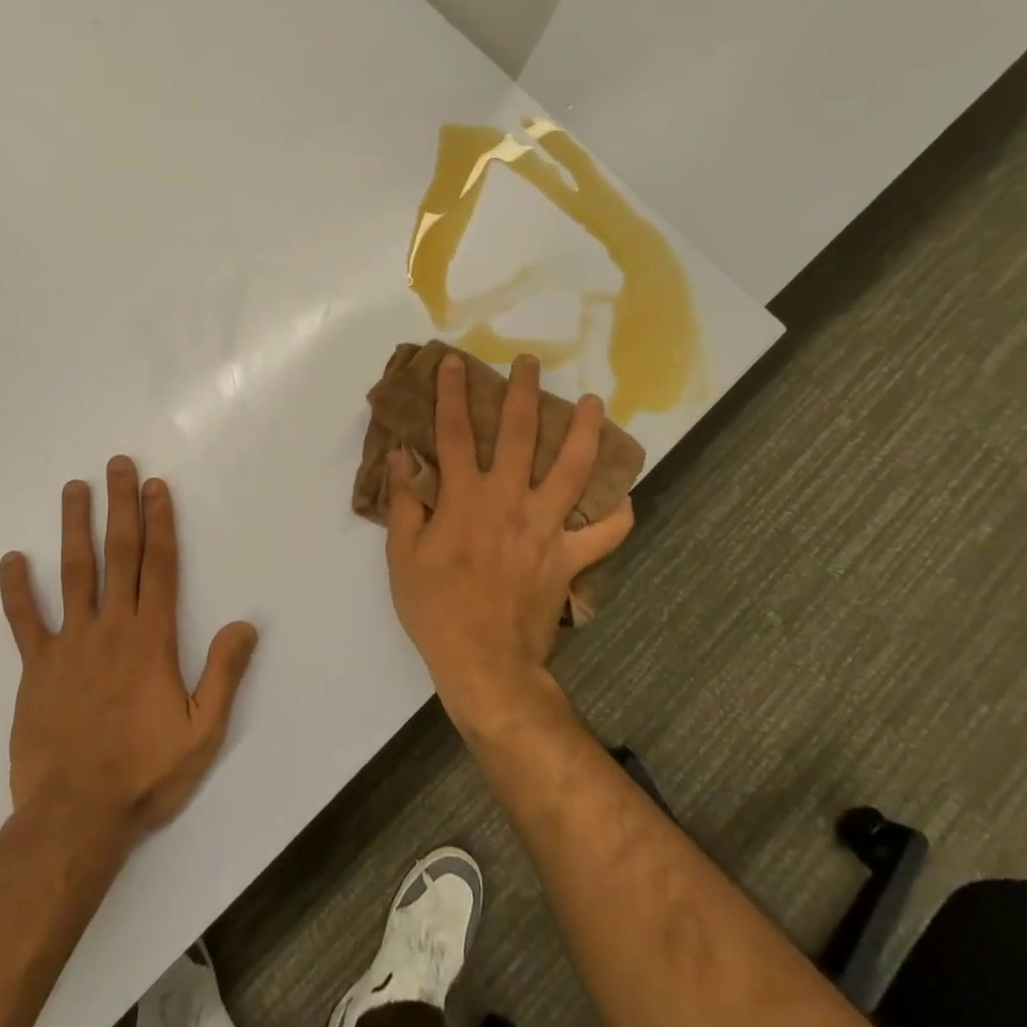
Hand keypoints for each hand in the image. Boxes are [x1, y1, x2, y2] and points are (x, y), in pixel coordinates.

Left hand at [0, 456, 258, 843]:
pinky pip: (25, 621)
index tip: (156, 487)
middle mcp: (112, 628)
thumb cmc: (145, 774)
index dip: (159, 523)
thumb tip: (245, 624)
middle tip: (118, 465)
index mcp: (152, 639)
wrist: (75, 818)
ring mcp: (70, 644)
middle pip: (118, 555)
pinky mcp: (36, 667)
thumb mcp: (202, 732)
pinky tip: (12, 559)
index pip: (159, 567)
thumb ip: (224, 674)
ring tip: (74, 488)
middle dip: (120, 506)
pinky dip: (17, 590)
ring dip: (74, 527)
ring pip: (73, 573)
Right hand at [384, 354, 633, 733]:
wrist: (484, 663)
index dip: (452, 394)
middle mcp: (509, 502)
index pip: (456, 433)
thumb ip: (405, 501)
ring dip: (586, 434)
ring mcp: (546, 529)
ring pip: (574, 472)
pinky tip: (625, 498)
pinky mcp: (570, 559)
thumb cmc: (435, 608)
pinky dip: (618, 516)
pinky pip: (604, 534)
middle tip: (530, 364)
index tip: (453, 362)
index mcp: (465, 499)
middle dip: (524, 394)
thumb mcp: (402, 555)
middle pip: (521, 437)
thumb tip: (401, 455)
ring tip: (595, 405)